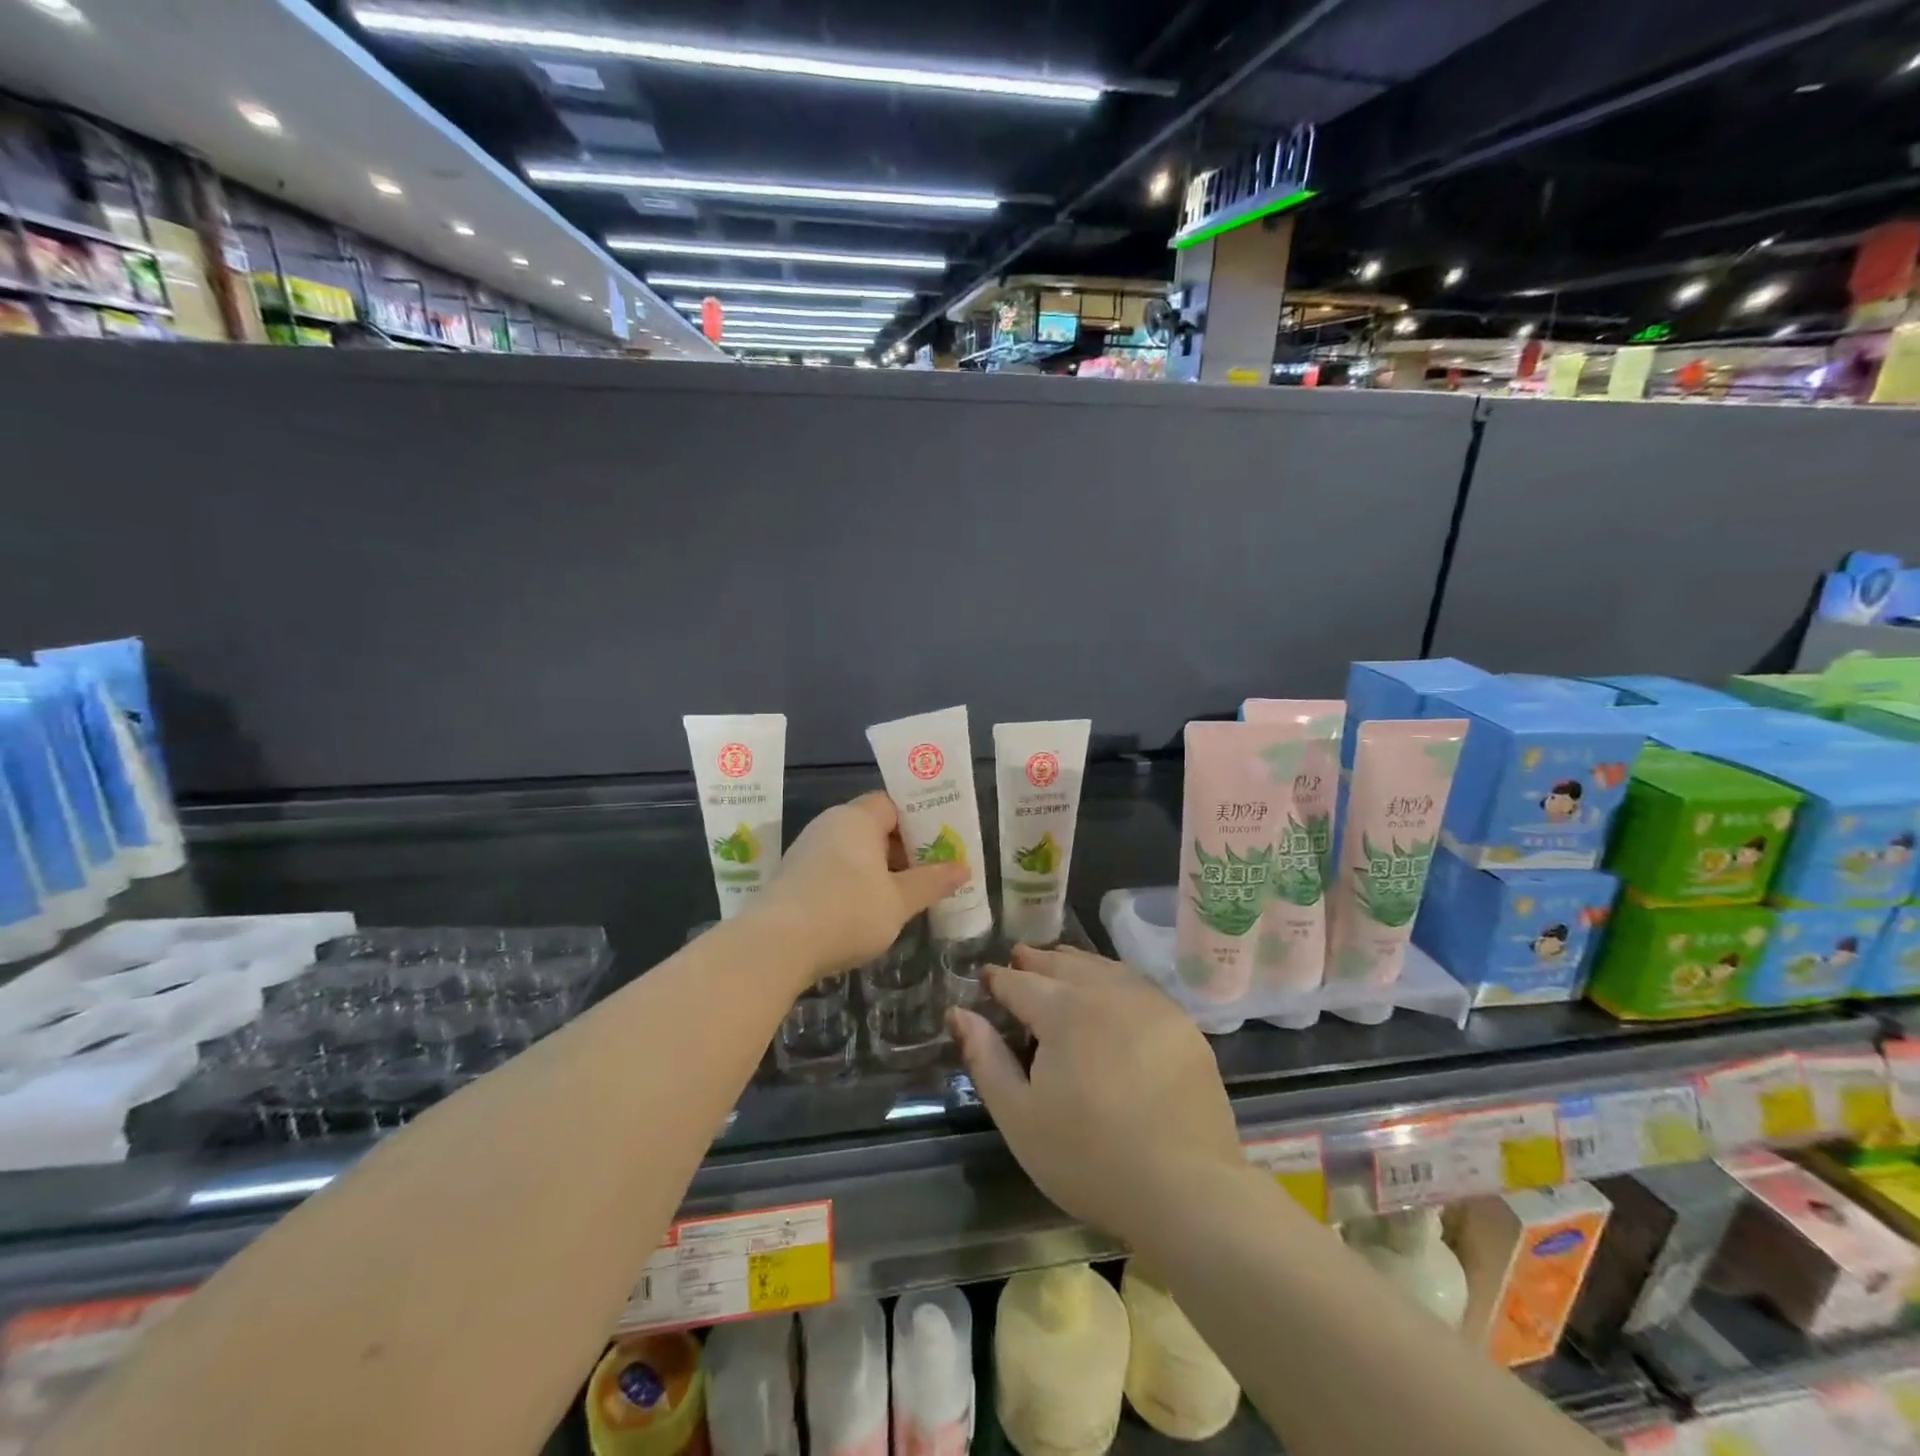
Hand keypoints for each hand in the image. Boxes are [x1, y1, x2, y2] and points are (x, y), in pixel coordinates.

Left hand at [752, 791, 968, 989]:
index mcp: (856, 818)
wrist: (775, 946)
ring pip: (854, 851)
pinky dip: (855, 883)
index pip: (893, 804)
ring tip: (905, 895)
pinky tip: (868, 911)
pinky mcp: (794, 877)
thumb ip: (931, 882)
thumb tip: (963, 867)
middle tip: (931, 872)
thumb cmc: (846, 912)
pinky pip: (835, 869)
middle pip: (874, 827)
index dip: (919, 821)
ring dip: (880, 870)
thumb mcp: (899, 901)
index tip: (942, 843)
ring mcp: (807, 850)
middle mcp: (829, 825)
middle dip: (903, 849)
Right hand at [948, 946, 1242, 1244]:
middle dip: (1036, 960)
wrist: (1187, 1189)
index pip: (1020, 982)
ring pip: (1103, 967)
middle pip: (1063, 963)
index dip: (998, 979)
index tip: (986, 978)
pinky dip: (1113, 977)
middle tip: (1020, 957)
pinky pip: (1137, 984)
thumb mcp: (1019, 1117)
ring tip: (1060, 961)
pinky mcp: (1182, 1023)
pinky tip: (1110, 990)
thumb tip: (959, 1013)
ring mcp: (1150, 1004)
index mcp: (1062, 1009)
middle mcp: (1106, 992)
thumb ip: (985, 1058)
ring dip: (1075, 962)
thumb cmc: (1089, 1158)